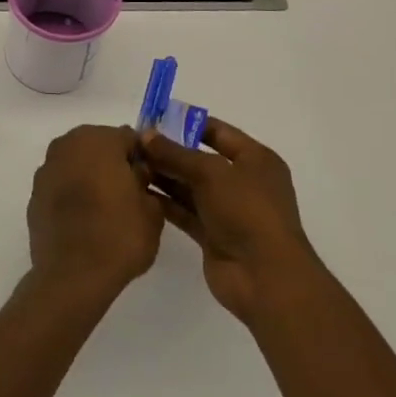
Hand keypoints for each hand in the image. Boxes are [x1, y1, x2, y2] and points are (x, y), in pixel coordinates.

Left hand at [26, 125, 162, 300]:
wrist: (73, 275)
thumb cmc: (119, 236)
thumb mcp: (151, 210)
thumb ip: (145, 181)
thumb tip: (135, 174)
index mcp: (98, 140)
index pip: (128, 138)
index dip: (141, 157)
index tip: (149, 180)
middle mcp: (67, 145)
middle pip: (98, 146)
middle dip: (113, 163)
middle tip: (129, 193)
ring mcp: (46, 170)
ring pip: (76, 164)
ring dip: (90, 177)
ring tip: (106, 208)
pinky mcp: (34, 195)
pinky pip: (61, 186)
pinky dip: (72, 194)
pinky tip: (84, 220)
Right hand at [140, 117, 319, 324]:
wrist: (265, 277)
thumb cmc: (247, 211)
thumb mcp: (211, 173)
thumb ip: (175, 153)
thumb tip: (144, 135)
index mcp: (255, 160)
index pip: (218, 132)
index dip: (187, 124)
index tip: (154, 119)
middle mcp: (243, 182)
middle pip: (200, 159)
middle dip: (169, 151)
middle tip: (134, 143)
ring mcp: (228, 210)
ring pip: (190, 186)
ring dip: (164, 176)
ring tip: (130, 165)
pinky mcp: (213, 235)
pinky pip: (185, 211)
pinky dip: (165, 202)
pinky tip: (139, 192)